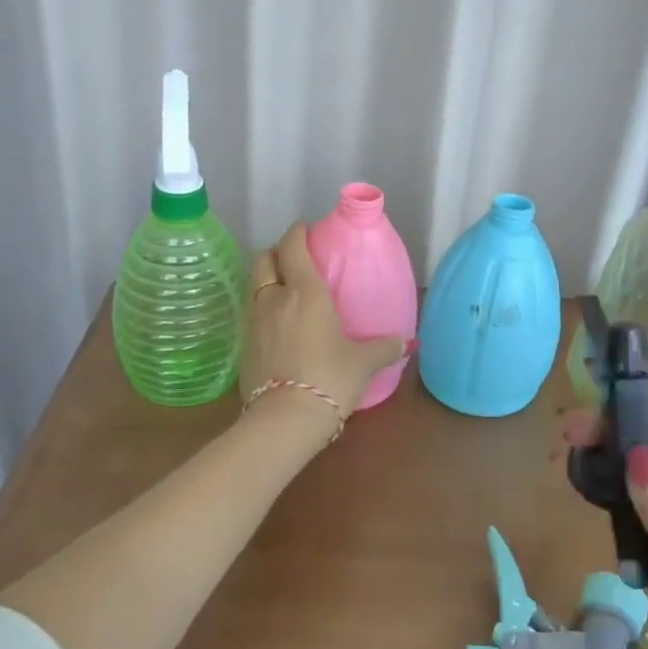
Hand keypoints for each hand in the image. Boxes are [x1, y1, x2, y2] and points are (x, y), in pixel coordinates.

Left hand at [241, 222, 407, 421]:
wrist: (284, 419)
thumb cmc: (329, 378)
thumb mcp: (363, 363)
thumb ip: (383, 348)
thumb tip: (404, 343)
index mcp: (305, 291)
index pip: (293, 245)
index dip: (297, 232)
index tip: (306, 229)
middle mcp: (274, 298)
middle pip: (263, 259)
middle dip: (276, 253)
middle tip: (293, 260)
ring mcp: (254, 321)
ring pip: (253, 285)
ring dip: (266, 281)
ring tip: (284, 292)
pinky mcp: (243, 346)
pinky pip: (251, 314)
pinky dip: (261, 310)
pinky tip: (276, 326)